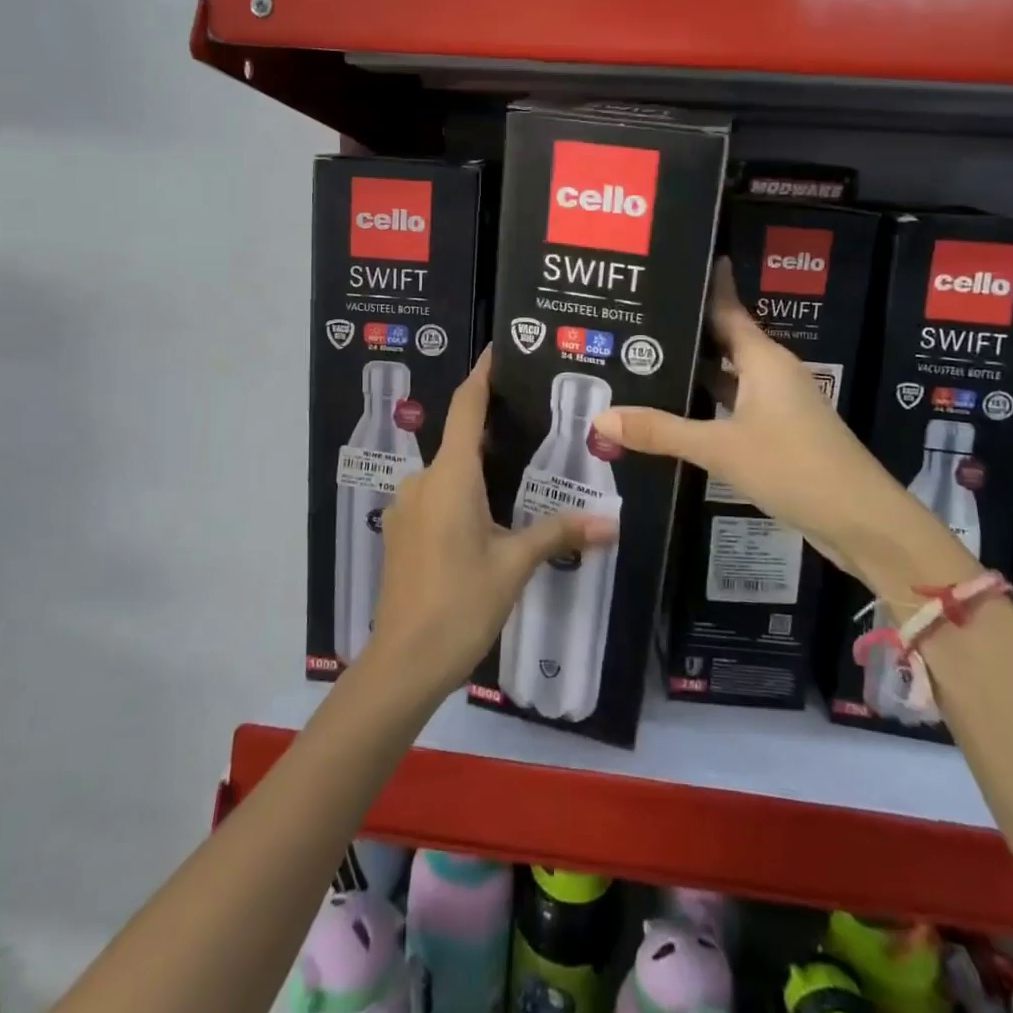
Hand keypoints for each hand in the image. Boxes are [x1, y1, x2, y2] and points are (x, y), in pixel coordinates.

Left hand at [366, 347, 615, 701]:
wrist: (404, 662)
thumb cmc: (461, 604)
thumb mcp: (514, 566)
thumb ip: (558, 534)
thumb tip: (610, 524)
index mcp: (451, 476)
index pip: (465, 406)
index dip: (482, 375)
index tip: (499, 350)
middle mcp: (423, 480)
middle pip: (460, 439)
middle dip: (492, 430)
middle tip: (533, 424)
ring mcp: (407, 506)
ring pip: (448, 472)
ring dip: (478, 468)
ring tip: (518, 474)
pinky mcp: (402, 531)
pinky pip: (436, 496)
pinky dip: (462, 493)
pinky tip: (487, 516)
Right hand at [590, 261, 975, 600]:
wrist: (861, 521)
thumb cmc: (794, 467)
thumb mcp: (720, 448)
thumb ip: (661, 432)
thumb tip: (601, 417)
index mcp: (764, 360)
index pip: (729, 308)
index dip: (707, 284)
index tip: (677, 259)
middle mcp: (772, 374)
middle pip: (724, 340)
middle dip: (686, 330)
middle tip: (638, 321)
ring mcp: (779, 405)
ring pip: (729, 376)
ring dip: (695, 371)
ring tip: (646, 363)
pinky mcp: (780, 434)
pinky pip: (735, 405)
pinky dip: (707, 404)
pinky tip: (677, 412)